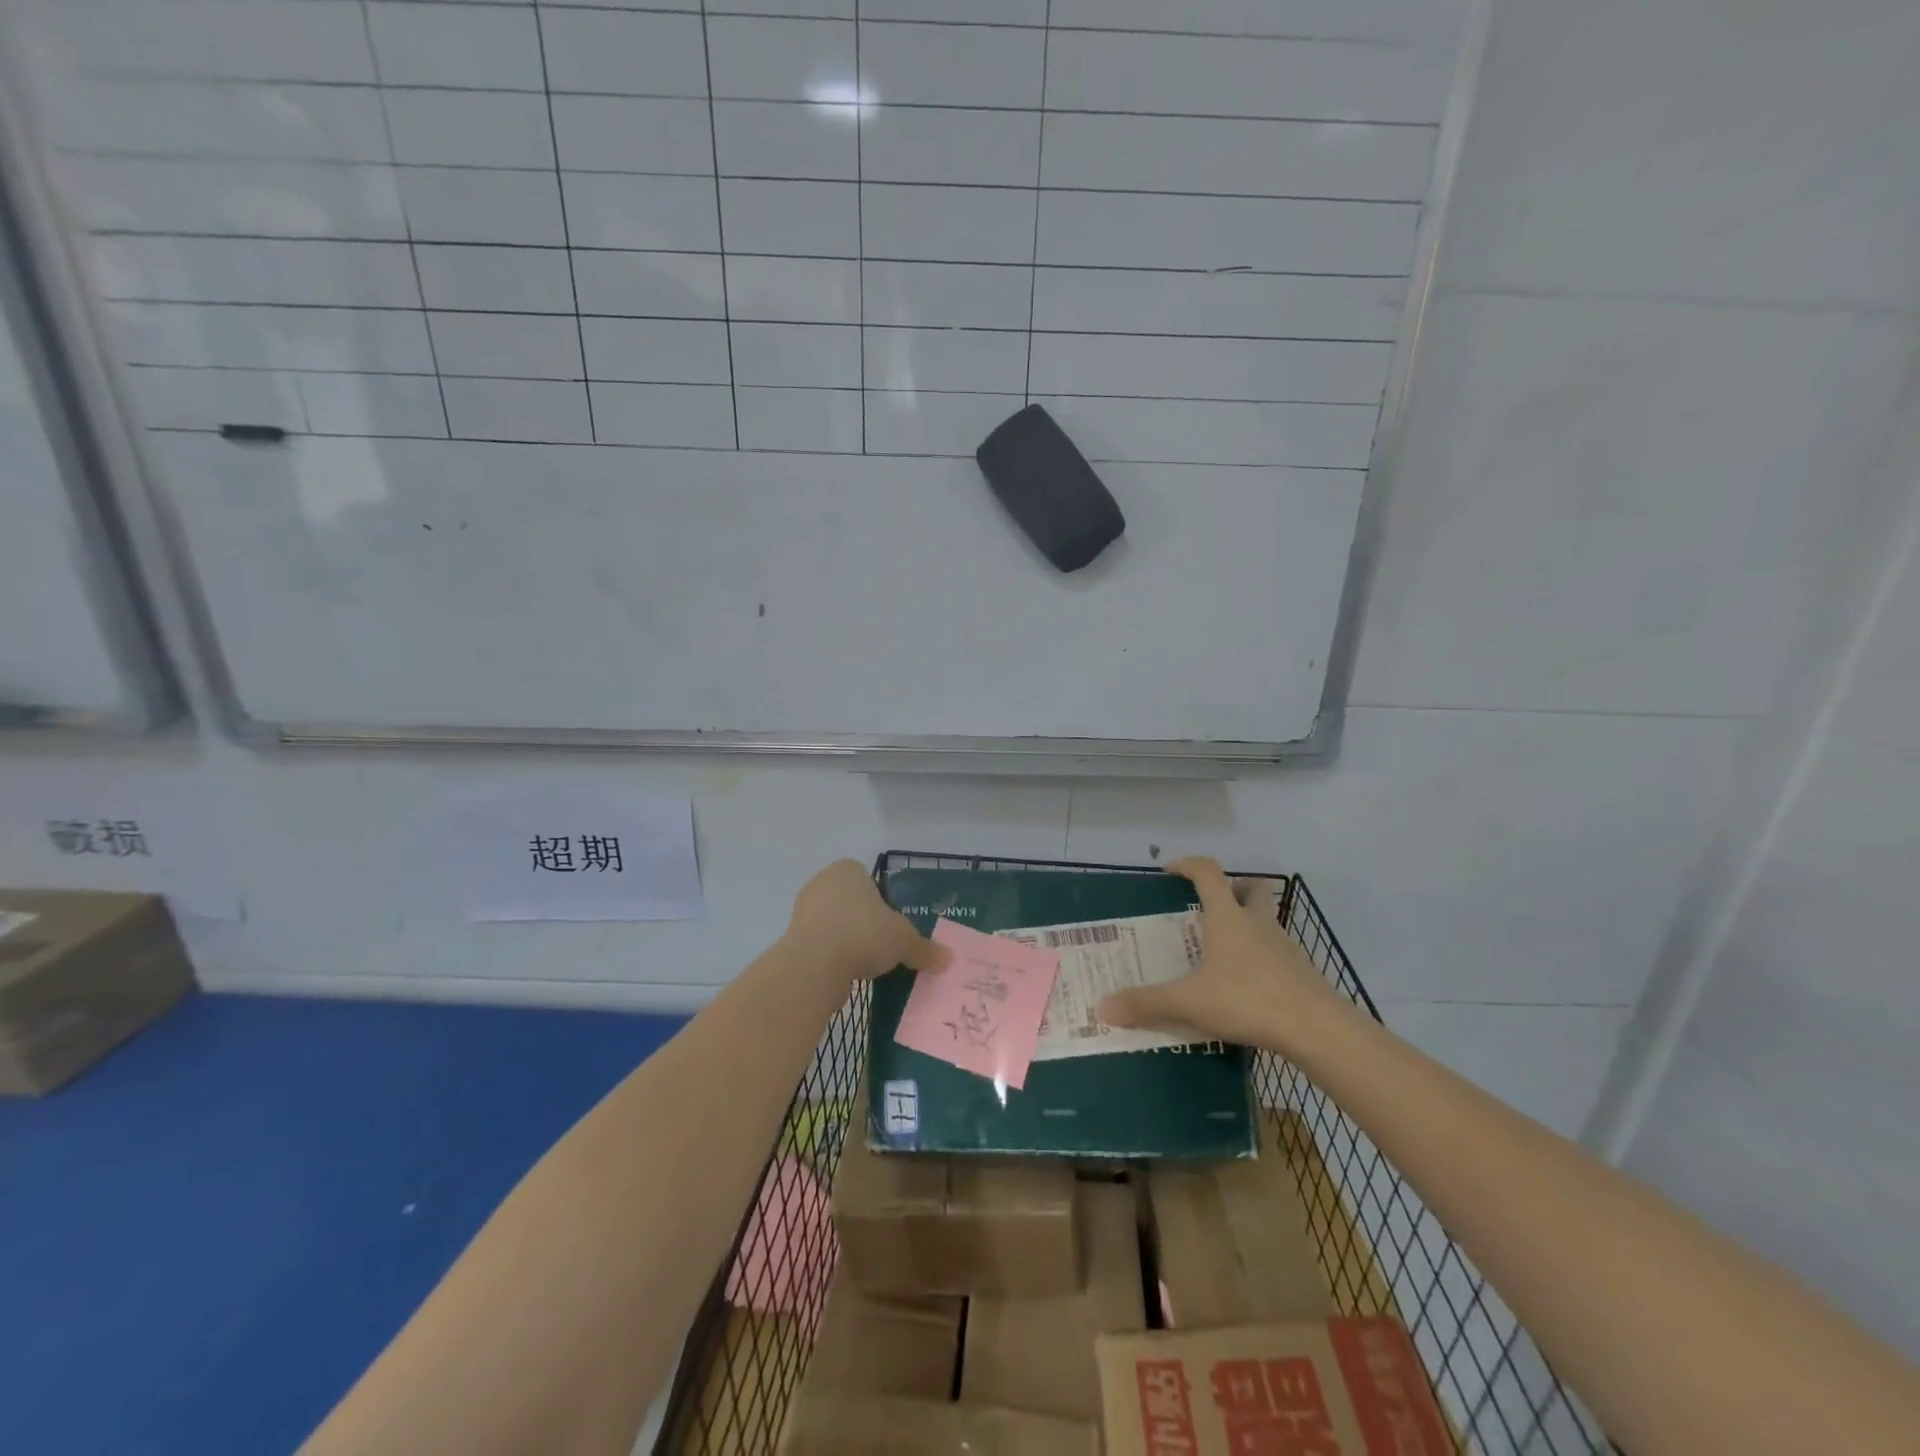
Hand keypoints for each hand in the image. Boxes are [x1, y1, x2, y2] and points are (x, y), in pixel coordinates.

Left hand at [785, 860, 948, 989]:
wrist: (814, 965)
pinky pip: (820, 946)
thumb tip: (947, 959)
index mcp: (848, 870)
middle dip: (865, 922)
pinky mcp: (792, 939)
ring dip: (848, 941)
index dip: (883, 901)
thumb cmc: (864, 934)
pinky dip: (833, 958)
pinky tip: (847, 975)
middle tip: (883, 945)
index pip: (869, 879)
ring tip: (866, 965)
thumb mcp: (904, 941)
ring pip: (834, 924)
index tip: (893, 925)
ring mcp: (803, 911)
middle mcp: (822, 882)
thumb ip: (924, 948)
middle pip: (851, 902)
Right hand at [1097, 857, 1341, 1054]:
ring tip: (1221, 954)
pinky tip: (1245, 987)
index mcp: (1228, 917)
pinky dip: (1260, 959)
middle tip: (1208, 908)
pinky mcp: (1300, 972)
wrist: (1317, 1029)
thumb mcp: (1190, 1003)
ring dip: (1247, 925)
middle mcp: (1257, 923)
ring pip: (1266, 921)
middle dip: (1232, 889)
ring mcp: (1284, 946)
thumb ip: (1147, 1003)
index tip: (1170, 870)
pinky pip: (1276, 953)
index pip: (1208, 872)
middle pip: (1251, 888)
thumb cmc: (1248, 1000)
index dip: (1188, 865)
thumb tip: (1103, 1008)